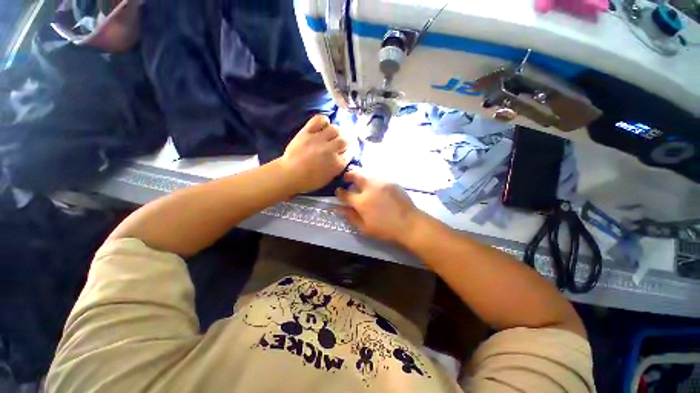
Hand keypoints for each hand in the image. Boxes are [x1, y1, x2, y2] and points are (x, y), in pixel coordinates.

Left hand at [280, 115, 349, 193]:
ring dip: (336, 132)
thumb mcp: (329, 178)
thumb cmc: (309, 181)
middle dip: (345, 141)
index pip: (350, 152)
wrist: (289, 175)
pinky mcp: (307, 132)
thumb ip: (338, 166)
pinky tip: (323, 126)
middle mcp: (330, 150)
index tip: (348, 149)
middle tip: (340, 143)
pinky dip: (324, 121)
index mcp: (337, 164)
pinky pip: (319, 120)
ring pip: (335, 128)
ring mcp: (318, 139)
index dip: (350, 150)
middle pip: (345, 140)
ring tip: (331, 135)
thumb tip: (343, 156)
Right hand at [336, 172, 421, 243]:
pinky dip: (372, 178)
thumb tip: (340, 209)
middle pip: (356, 175)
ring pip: (367, 173)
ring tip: (360, 180)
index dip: (340, 192)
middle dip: (349, 175)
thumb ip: (351, 217)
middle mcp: (370, 188)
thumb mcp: (365, 228)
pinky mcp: (392, 181)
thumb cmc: (386, 229)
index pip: (346, 194)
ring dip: (361, 175)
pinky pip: (378, 176)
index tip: (338, 191)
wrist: (409, 223)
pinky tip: (374, 184)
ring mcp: (382, 182)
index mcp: (362, 201)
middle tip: (347, 177)